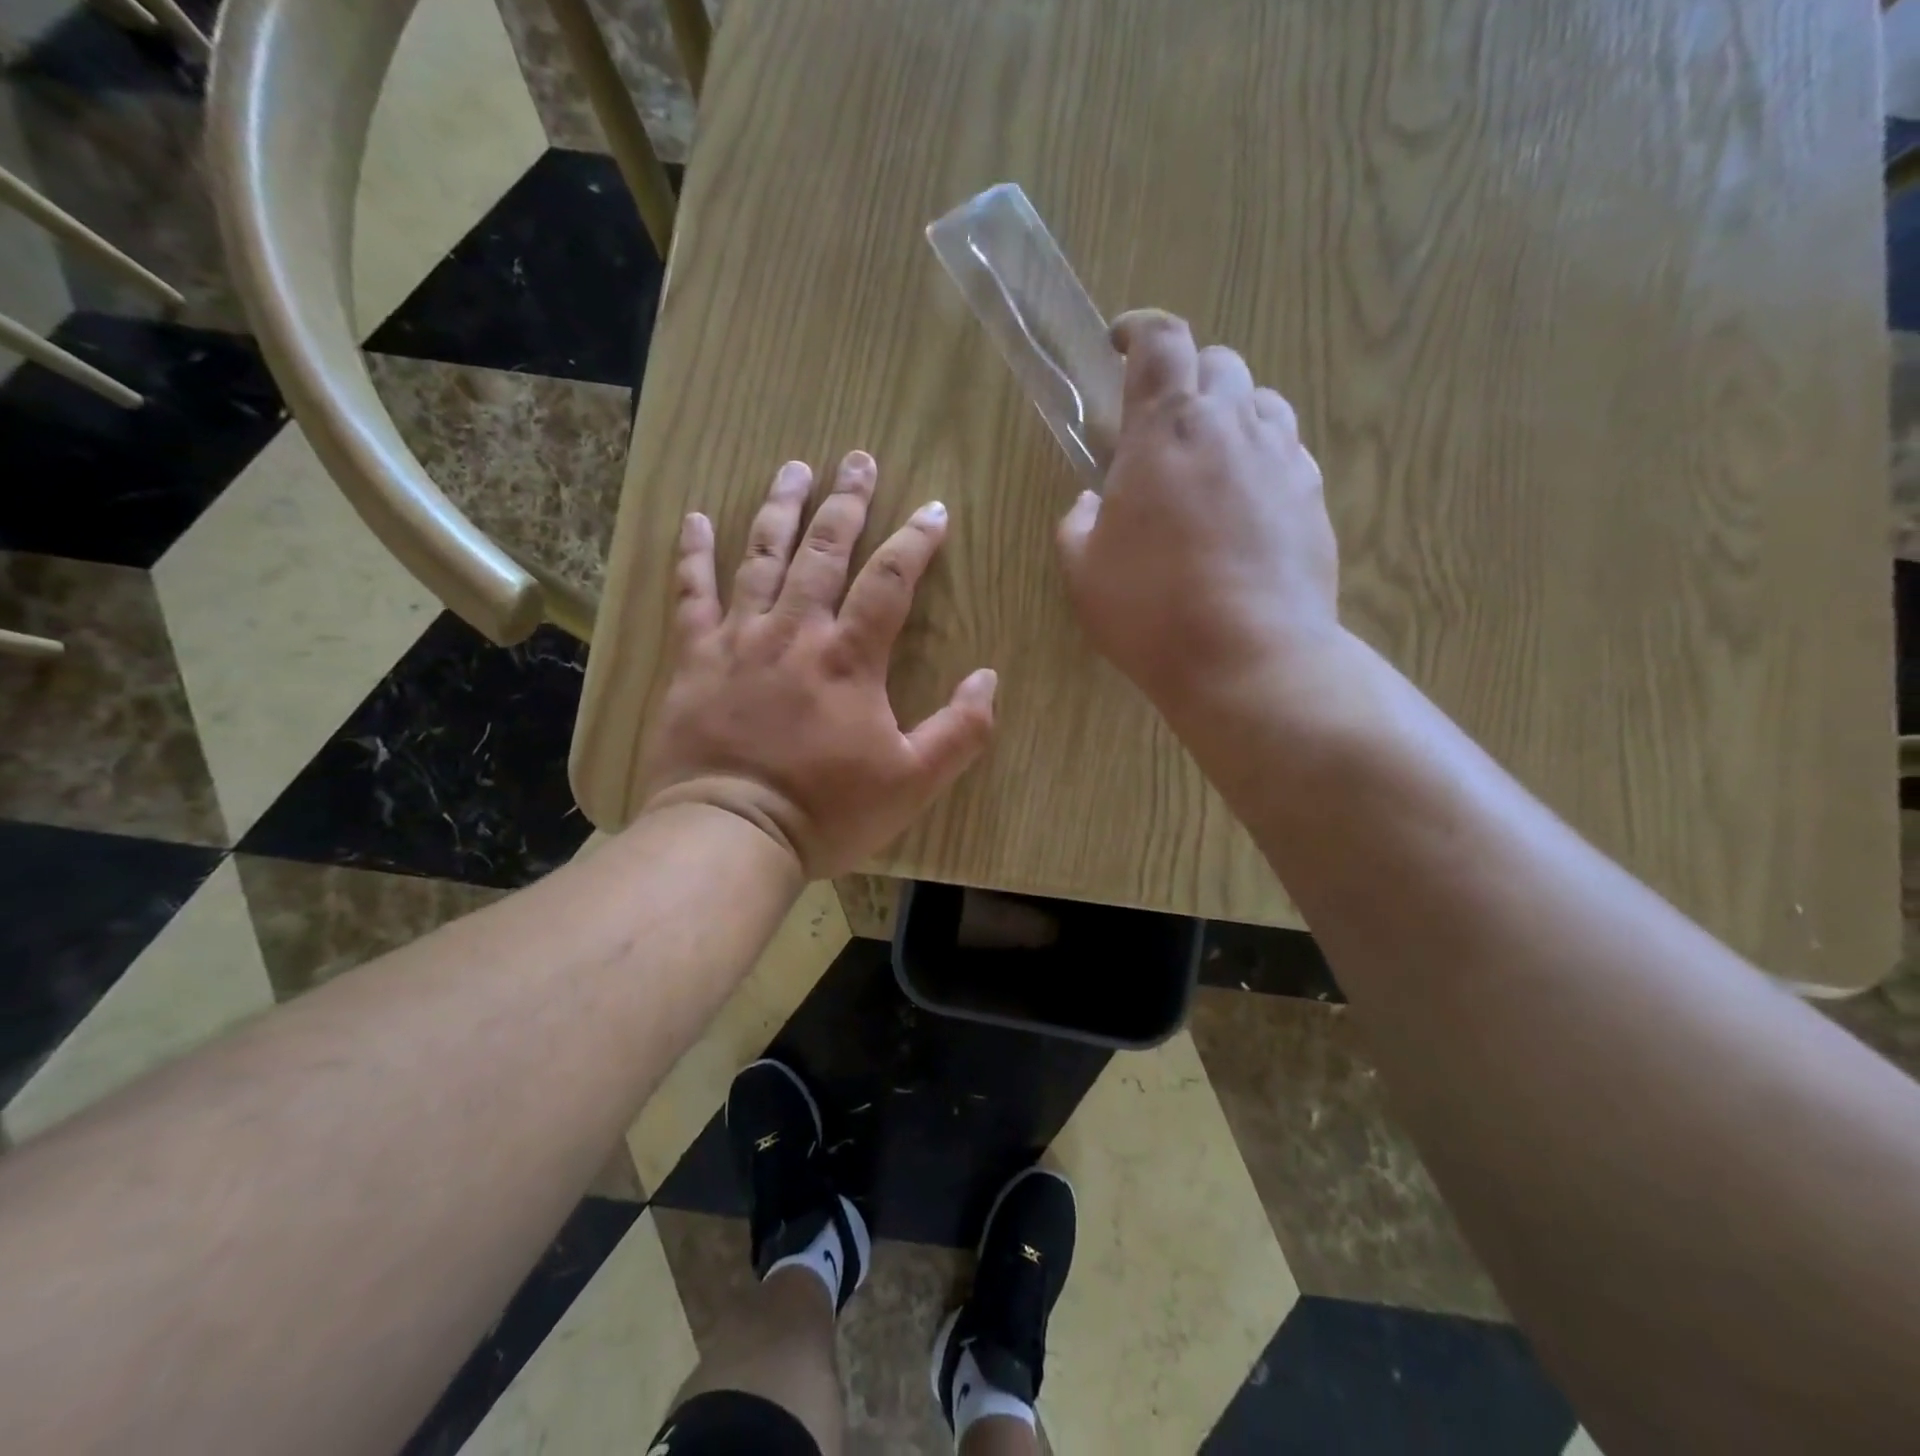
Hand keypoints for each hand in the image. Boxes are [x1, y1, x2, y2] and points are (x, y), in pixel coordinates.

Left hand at [636, 451, 996, 879]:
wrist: (731, 834)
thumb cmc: (828, 810)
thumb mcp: (914, 781)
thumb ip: (961, 730)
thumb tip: (989, 678)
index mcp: (850, 657)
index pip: (891, 580)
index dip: (915, 540)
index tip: (933, 509)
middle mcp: (795, 631)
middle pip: (825, 550)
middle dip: (846, 502)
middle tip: (857, 460)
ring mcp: (739, 639)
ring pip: (761, 557)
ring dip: (780, 509)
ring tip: (793, 468)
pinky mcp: (694, 659)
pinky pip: (690, 594)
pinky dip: (692, 554)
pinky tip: (696, 517)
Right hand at [1057, 310, 1342, 720]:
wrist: (1250, 658)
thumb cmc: (1151, 611)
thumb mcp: (1084, 571)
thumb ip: (1078, 523)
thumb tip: (1092, 501)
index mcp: (1165, 429)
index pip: (1161, 341)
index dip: (1139, 329)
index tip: (1120, 342)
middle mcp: (1231, 425)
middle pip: (1218, 362)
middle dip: (1187, 377)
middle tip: (1161, 425)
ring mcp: (1283, 458)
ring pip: (1262, 402)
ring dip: (1230, 415)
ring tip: (1207, 462)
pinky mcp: (1313, 497)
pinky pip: (1288, 451)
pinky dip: (1261, 458)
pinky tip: (1245, 504)